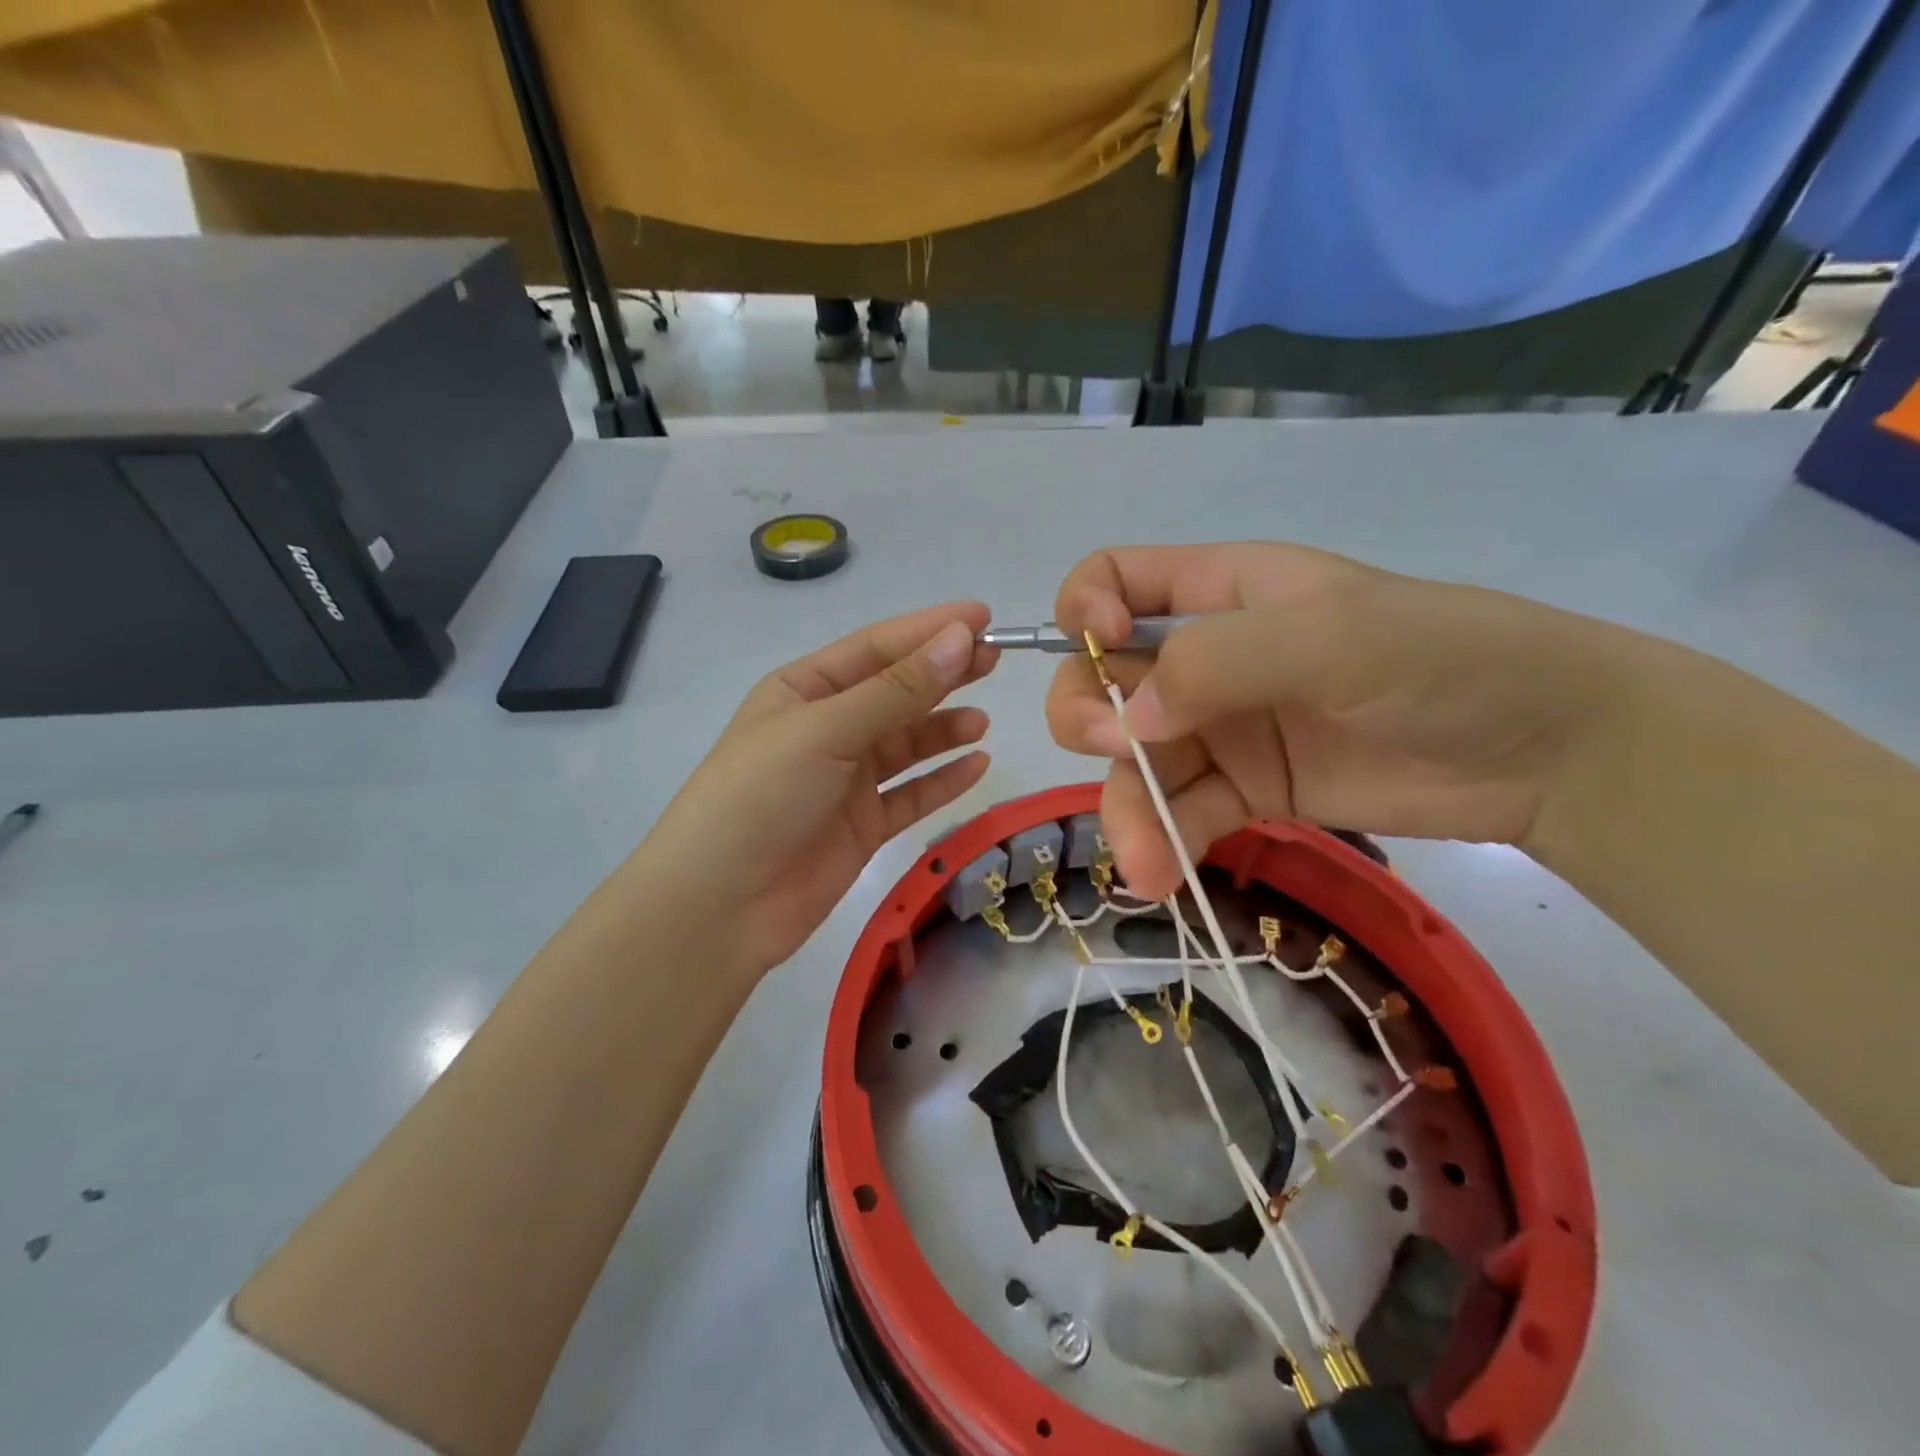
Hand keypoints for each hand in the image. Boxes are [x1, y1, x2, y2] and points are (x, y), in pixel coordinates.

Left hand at [635, 603, 997, 978]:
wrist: (719, 907)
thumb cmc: (761, 797)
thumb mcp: (826, 731)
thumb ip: (897, 691)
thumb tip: (959, 638)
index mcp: (803, 690)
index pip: (875, 648)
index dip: (928, 630)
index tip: (983, 619)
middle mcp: (826, 728)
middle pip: (895, 692)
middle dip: (942, 674)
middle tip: (994, 660)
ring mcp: (844, 780)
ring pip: (906, 744)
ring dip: (943, 729)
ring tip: (982, 721)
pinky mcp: (861, 826)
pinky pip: (911, 794)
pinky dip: (942, 779)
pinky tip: (976, 764)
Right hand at [1046, 544, 1617, 899]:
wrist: (1548, 753)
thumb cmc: (1445, 660)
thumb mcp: (1333, 636)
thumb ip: (1220, 663)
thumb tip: (1129, 723)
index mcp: (1220, 591)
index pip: (1112, 580)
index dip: (1083, 609)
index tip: (1103, 649)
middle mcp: (1206, 657)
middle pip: (1099, 678)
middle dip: (1090, 718)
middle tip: (1127, 753)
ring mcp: (1222, 728)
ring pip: (1132, 761)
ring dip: (1126, 808)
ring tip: (1146, 863)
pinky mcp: (1247, 790)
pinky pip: (1179, 812)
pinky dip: (1163, 842)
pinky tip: (1164, 877)